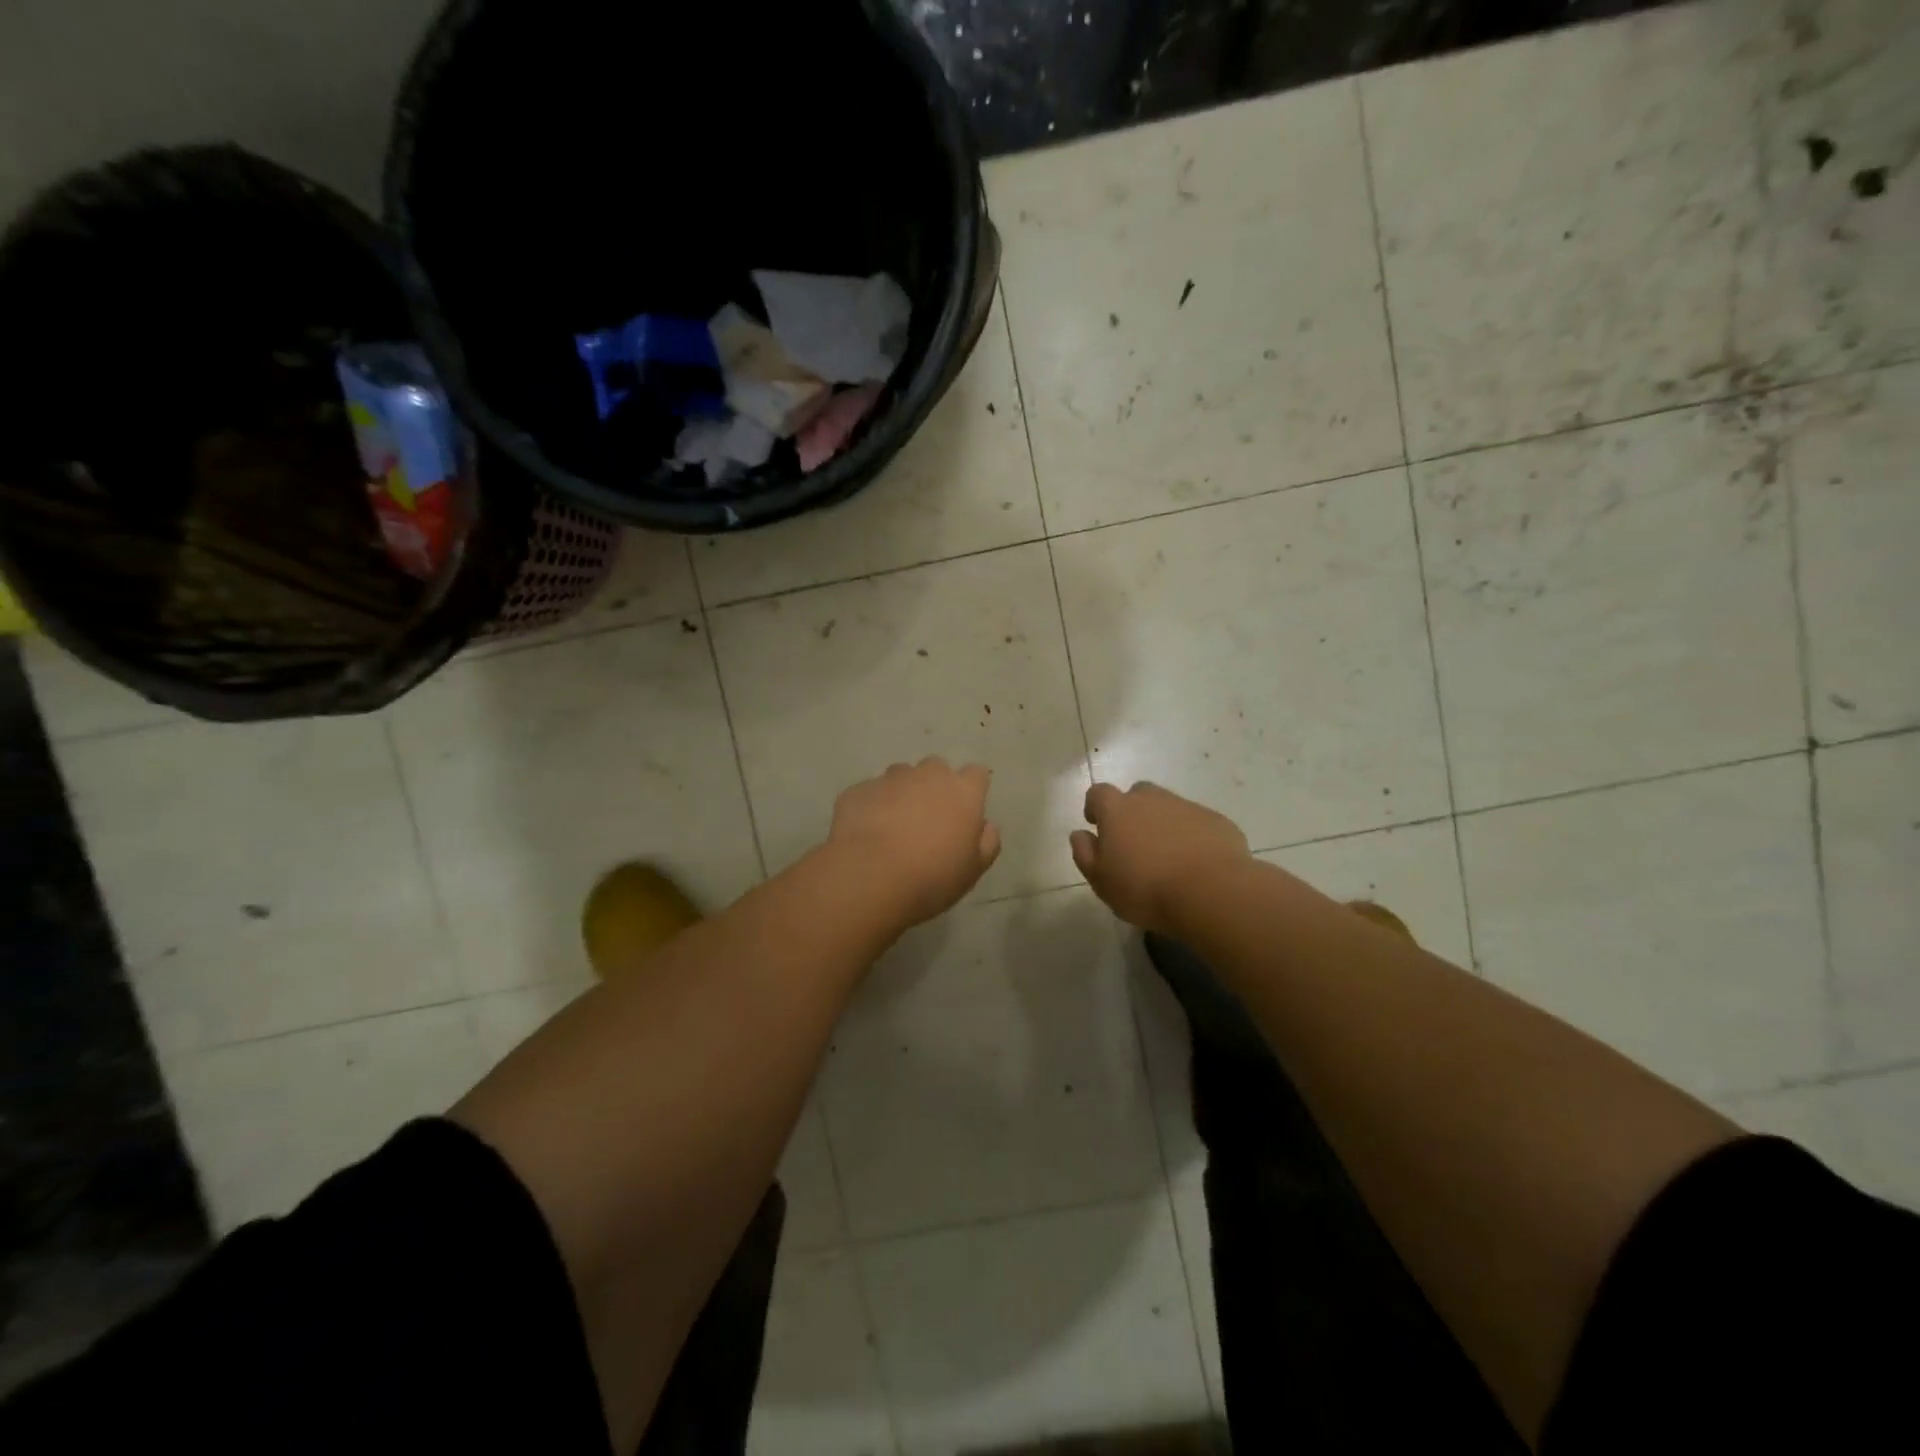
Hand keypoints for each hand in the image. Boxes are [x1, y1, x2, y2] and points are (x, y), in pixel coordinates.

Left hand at [826, 758, 1001, 927]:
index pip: (976, 774)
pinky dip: (872, 806)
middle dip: (934, 786)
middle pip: (936, 768)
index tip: (965, 812)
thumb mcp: (973, 870)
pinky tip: (867, 834)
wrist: (869, 876)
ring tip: (893, 826)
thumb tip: (985, 826)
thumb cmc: (932, 876)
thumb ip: (987, 842)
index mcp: (963, 791)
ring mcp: (889, 779)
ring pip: (901, 776)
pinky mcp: (858, 790)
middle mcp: (928, 775)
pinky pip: (871, 793)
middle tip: (928, 820)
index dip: (972, 790)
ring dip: (902, 793)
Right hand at [1070, 781, 1249, 933]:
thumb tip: (1080, 834)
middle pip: (1137, 794)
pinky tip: (1196, 864)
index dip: (1095, 807)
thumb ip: (1085, 854)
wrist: (1211, 892)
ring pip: (1169, 807)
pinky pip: (1197, 823)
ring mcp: (1187, 806)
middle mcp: (1151, 799)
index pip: (1098, 793)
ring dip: (1163, 824)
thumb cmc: (1145, 889)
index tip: (1097, 826)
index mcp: (1118, 810)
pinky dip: (1192, 836)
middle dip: (1133, 812)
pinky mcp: (1216, 821)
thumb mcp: (1101, 881)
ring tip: (1168, 857)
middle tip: (1135, 843)